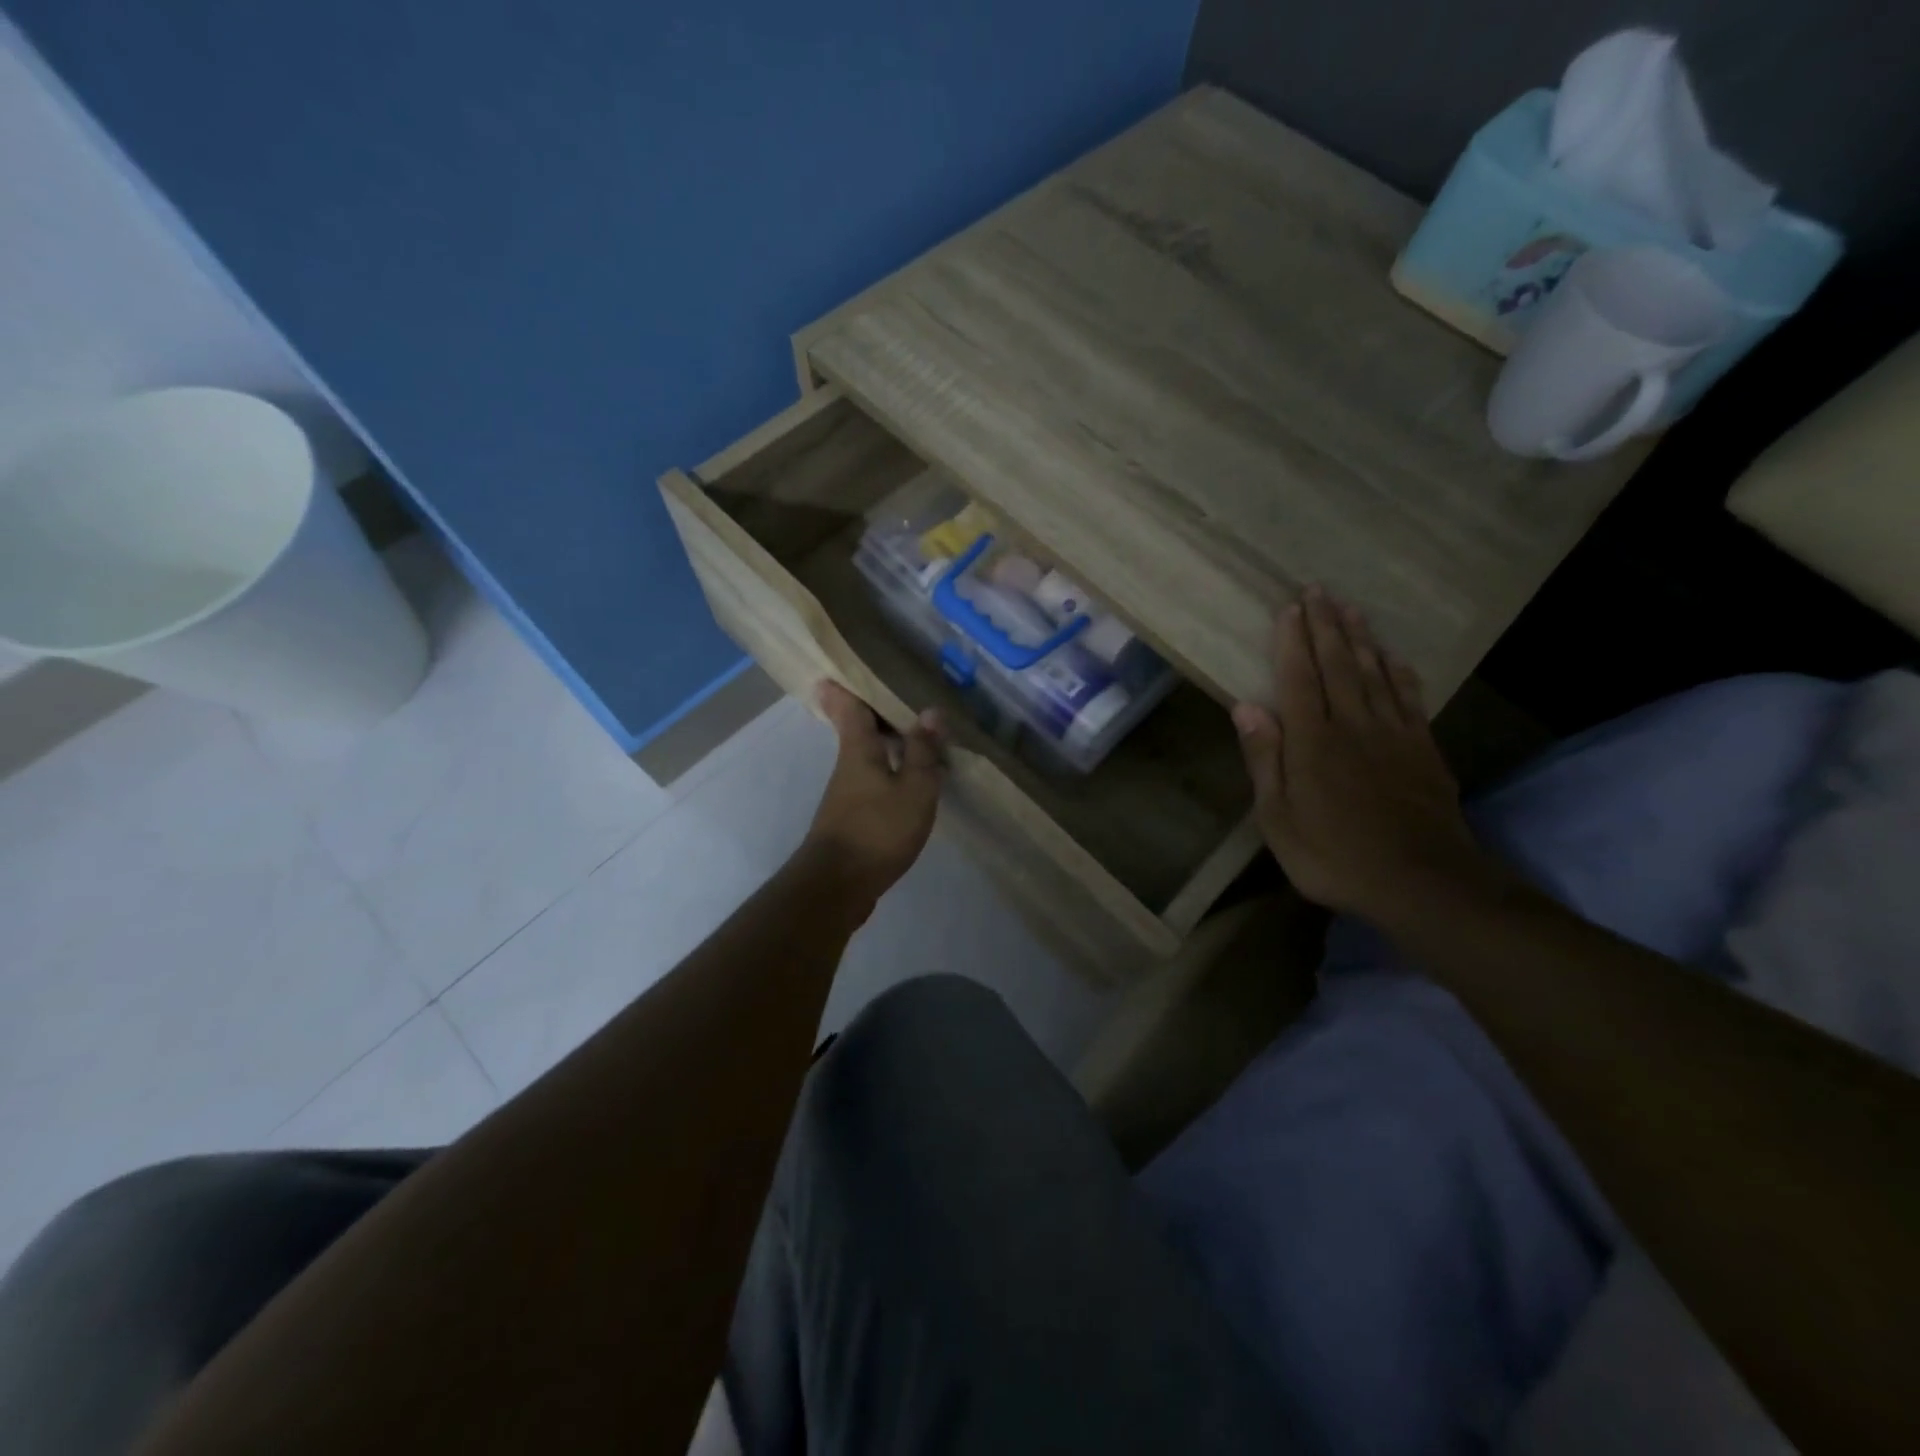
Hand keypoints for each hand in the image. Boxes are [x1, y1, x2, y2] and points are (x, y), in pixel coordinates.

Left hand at [800, 681, 945, 908]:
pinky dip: (891, 771)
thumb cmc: (877, 830)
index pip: (848, 708)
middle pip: (857, 730)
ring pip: (867, 756)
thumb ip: (923, 752)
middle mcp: (848, 766)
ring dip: (886, 743)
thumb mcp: (913, 789)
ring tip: (916, 733)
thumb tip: (931, 711)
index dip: (844, 687)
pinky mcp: (853, 819)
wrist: (837, 887)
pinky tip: (912, 780)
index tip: (836, 669)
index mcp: (859, 750)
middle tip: (896, 695)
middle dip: (871, 712)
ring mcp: (847, 794)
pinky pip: (874, 782)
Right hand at [1233, 587, 1491, 920]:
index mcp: (1313, 741)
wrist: (1421, 881)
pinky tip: (1394, 657)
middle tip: (1319, 590)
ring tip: (1351, 608)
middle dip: (1326, 625)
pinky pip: (1410, 698)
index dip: (1293, 641)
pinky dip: (1399, 672)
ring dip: (1362, 638)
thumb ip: (1265, 759)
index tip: (1289, 608)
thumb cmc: (1334, 855)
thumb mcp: (1278, 818)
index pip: (1299, 679)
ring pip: (1375, 673)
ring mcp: (1394, 734)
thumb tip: (1245, 707)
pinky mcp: (1423, 749)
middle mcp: (1353, 725)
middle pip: (1339, 665)